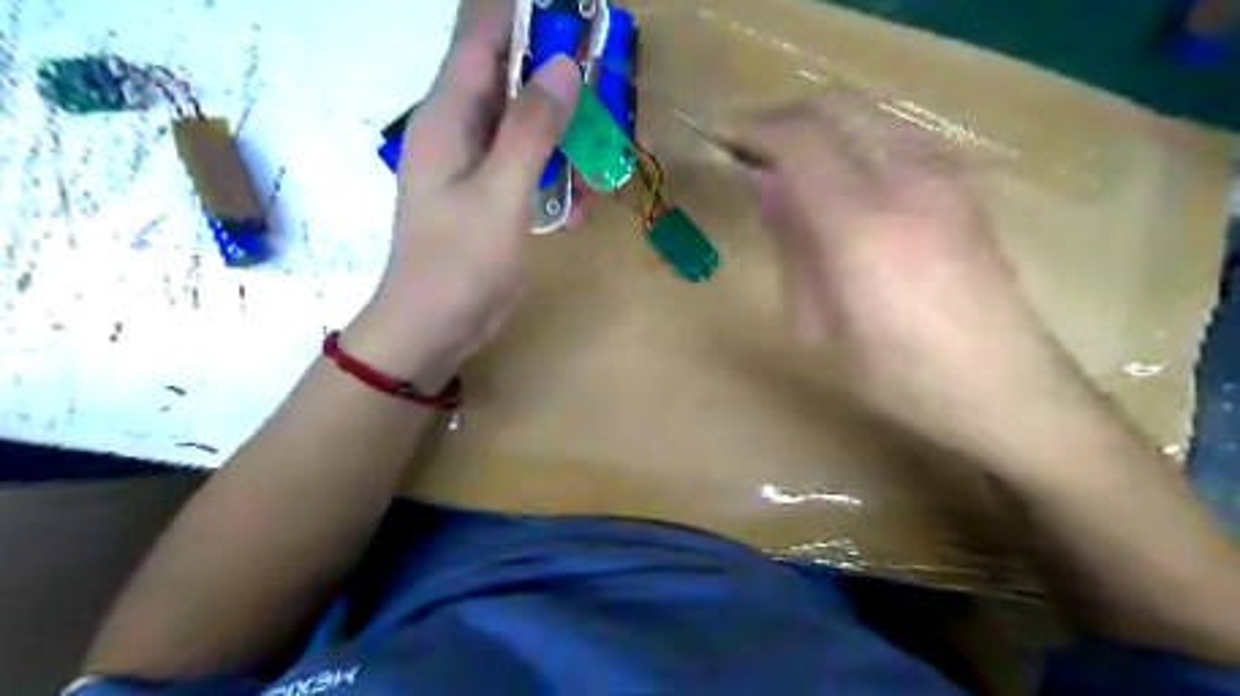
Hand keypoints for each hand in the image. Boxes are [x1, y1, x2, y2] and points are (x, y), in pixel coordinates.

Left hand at [341, 0, 577, 387]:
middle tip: (604, 101)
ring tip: (597, 174)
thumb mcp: (500, 195)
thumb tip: (563, 66)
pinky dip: (557, 182)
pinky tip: (575, 214)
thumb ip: (531, 130)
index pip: (481, 37)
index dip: (524, 16)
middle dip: (560, 86)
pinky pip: (531, 169)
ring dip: (566, 144)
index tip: (575, 18)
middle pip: (512, 80)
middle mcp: (461, 130)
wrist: (435, 327)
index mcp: (449, 117)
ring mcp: (478, 165)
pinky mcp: (493, 196)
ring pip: (529, 128)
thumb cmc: (459, 263)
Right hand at [730, 92, 1098, 462]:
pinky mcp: (964, 188)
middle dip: (785, 118)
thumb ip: (794, 248)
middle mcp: (907, 183)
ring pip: (870, 117)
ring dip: (823, 129)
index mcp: (860, 226)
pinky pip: (897, 139)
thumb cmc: (898, 376)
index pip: (800, 139)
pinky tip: (846, 184)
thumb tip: (767, 190)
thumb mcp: (821, 326)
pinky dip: (857, 143)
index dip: (755, 129)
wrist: (1005, 389)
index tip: (726, 141)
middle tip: (754, 149)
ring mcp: (944, 179)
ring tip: (794, 166)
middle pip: (837, 109)